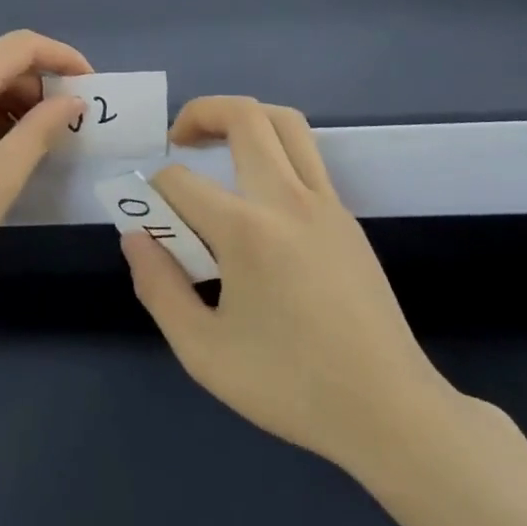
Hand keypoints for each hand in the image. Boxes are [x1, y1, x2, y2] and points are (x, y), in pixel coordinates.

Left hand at [0, 30, 91, 304]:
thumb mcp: (6, 172)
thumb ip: (44, 126)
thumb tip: (73, 101)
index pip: (21, 46)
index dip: (62, 58)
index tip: (90, 86)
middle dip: (38, 86)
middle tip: (68, 124)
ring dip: (12, 102)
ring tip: (38, 141)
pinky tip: (1, 147)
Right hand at [123, 96, 452, 475]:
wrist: (390, 411)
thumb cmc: (290, 386)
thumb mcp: (202, 351)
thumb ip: (157, 287)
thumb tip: (136, 237)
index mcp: (248, 231)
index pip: (180, 180)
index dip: (151, 193)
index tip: (148, 224)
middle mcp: (289, 200)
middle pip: (244, 116)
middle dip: (200, 113)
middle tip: (177, 142)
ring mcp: (326, 204)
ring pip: (285, 123)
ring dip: (243, 119)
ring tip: (215, 147)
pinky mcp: (347, 218)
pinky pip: (306, 156)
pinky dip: (272, 150)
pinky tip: (254, 197)